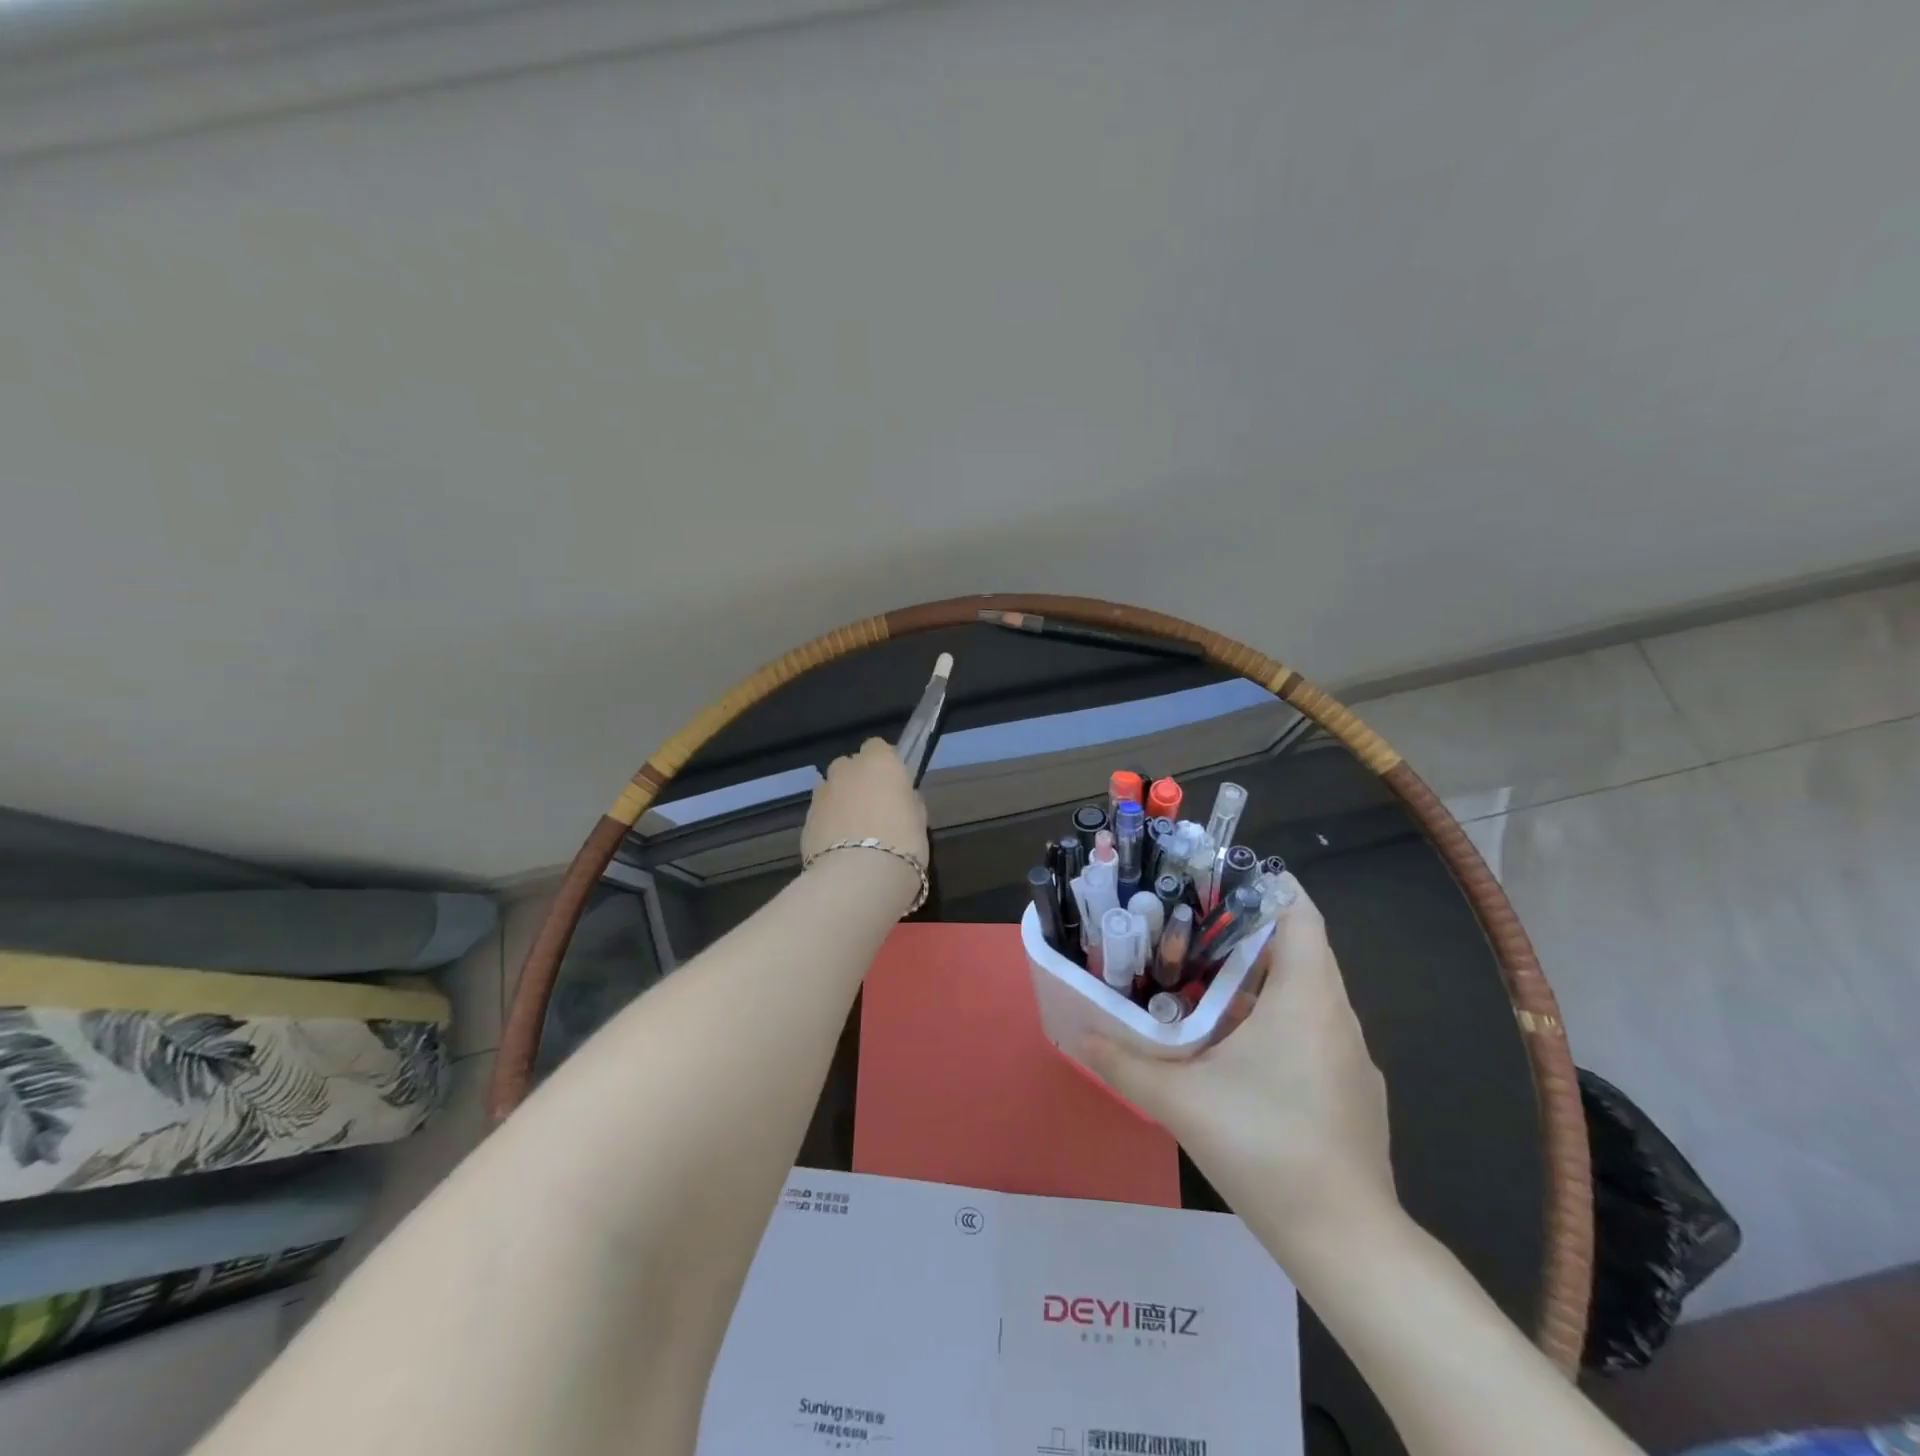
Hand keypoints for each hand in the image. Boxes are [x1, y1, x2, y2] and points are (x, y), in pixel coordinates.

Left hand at [801, 739, 929, 901]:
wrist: (858, 878)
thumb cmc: (902, 844)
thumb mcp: (919, 820)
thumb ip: (907, 801)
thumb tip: (901, 799)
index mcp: (879, 762)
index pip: (877, 747)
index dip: (884, 764)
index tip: (893, 784)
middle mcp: (846, 770)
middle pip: (849, 765)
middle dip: (857, 780)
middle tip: (873, 808)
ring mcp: (821, 794)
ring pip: (830, 788)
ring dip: (840, 801)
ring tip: (853, 830)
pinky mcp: (805, 819)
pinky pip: (820, 813)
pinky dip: (827, 823)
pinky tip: (839, 847)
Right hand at [1080, 882, 1397, 1256]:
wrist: (1346, 1243)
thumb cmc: (1265, 1148)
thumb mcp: (1181, 1102)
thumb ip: (1124, 1063)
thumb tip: (1079, 1035)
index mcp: (1306, 998)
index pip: (1300, 913)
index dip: (1264, 885)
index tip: (1215, 879)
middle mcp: (1336, 1015)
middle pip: (1297, 947)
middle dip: (1243, 931)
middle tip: (1185, 926)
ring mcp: (1349, 1055)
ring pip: (1304, 991)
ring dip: (1256, 978)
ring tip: (1199, 977)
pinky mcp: (1349, 1090)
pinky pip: (1311, 1028)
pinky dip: (1274, 1017)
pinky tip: (1233, 1046)